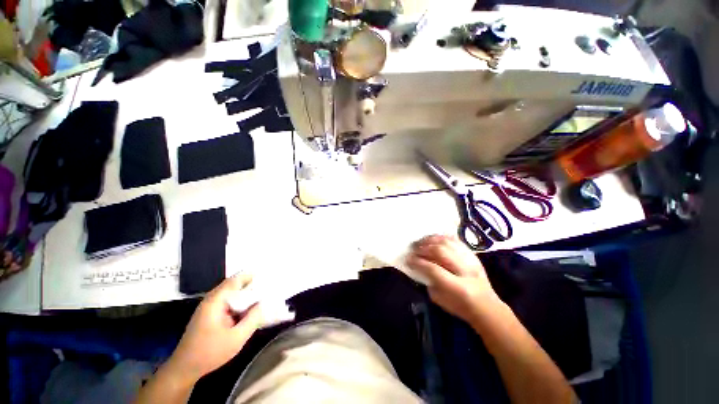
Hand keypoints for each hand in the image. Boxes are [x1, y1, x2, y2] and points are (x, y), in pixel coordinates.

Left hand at [165, 275, 262, 384]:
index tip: (269, 276)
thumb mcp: (236, 338)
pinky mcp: (211, 313)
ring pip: (233, 293)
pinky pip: (229, 301)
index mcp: (216, 301)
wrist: (185, 368)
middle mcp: (212, 299)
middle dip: (252, 284)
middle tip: (270, 286)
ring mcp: (210, 306)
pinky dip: (241, 302)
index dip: (253, 276)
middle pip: (235, 284)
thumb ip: (253, 318)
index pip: (237, 279)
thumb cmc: (210, 352)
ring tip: (264, 295)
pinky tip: (251, 308)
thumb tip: (265, 302)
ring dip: (247, 293)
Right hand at [406, 235, 499, 322]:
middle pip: (440, 251)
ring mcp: (471, 260)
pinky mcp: (472, 254)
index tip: (408, 259)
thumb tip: (420, 266)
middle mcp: (465, 271)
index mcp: (457, 287)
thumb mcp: (440, 300)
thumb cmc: (460, 306)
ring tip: (421, 242)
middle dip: (423, 248)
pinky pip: (455, 240)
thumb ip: (429, 281)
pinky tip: (433, 239)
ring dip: (431, 240)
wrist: (487, 306)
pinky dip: (442, 237)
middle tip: (414, 249)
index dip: (418, 262)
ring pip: (448, 242)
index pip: (433, 269)